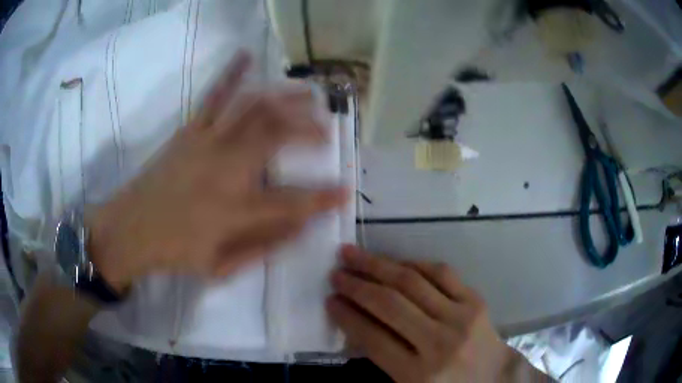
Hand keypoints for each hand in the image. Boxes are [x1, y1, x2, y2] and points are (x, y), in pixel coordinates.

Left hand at [86, 51, 346, 292]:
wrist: (129, 229)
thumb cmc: (174, 252)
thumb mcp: (221, 267)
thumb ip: (263, 247)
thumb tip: (300, 227)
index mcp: (233, 210)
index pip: (291, 202)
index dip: (324, 198)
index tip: (345, 191)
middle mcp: (225, 169)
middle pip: (277, 136)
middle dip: (310, 130)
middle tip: (327, 130)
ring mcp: (206, 143)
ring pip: (254, 109)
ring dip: (286, 98)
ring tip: (308, 94)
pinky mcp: (189, 131)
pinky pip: (214, 96)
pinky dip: (231, 73)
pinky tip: (247, 56)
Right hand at [327, 245, 517, 382]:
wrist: (494, 377)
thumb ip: (382, 358)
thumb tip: (354, 323)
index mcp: (417, 374)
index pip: (372, 339)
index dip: (346, 316)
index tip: (329, 300)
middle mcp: (438, 343)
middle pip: (389, 306)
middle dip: (356, 286)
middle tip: (335, 273)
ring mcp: (460, 317)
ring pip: (412, 283)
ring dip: (377, 266)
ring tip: (353, 255)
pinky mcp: (475, 301)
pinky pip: (441, 273)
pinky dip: (414, 264)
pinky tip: (396, 262)